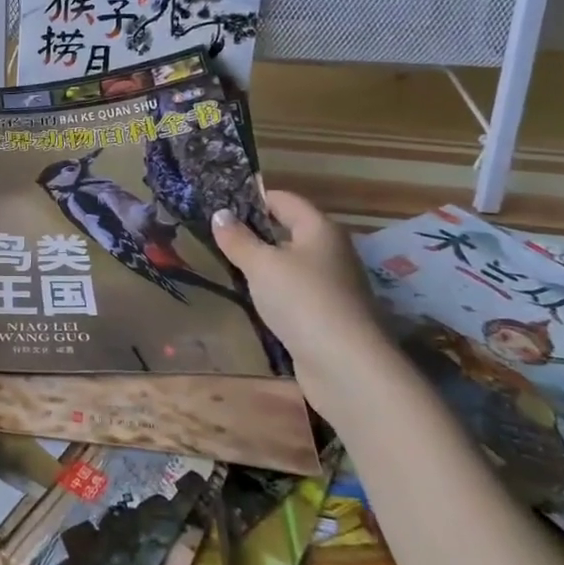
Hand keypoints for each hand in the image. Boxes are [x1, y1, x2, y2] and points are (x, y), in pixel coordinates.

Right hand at [212, 190, 395, 421]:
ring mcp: (333, 286)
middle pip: (289, 232)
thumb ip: (238, 239)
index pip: (285, 200)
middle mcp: (331, 252)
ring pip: (291, 265)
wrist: (346, 366)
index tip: (221, 203)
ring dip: (263, 266)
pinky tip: (252, 300)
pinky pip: (295, 294)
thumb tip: (219, 214)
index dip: (254, 198)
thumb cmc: (302, 300)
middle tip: (217, 236)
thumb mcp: (261, 265)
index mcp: (320, 229)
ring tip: (227, 266)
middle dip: (255, 233)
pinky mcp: (328, 317)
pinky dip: (274, 293)